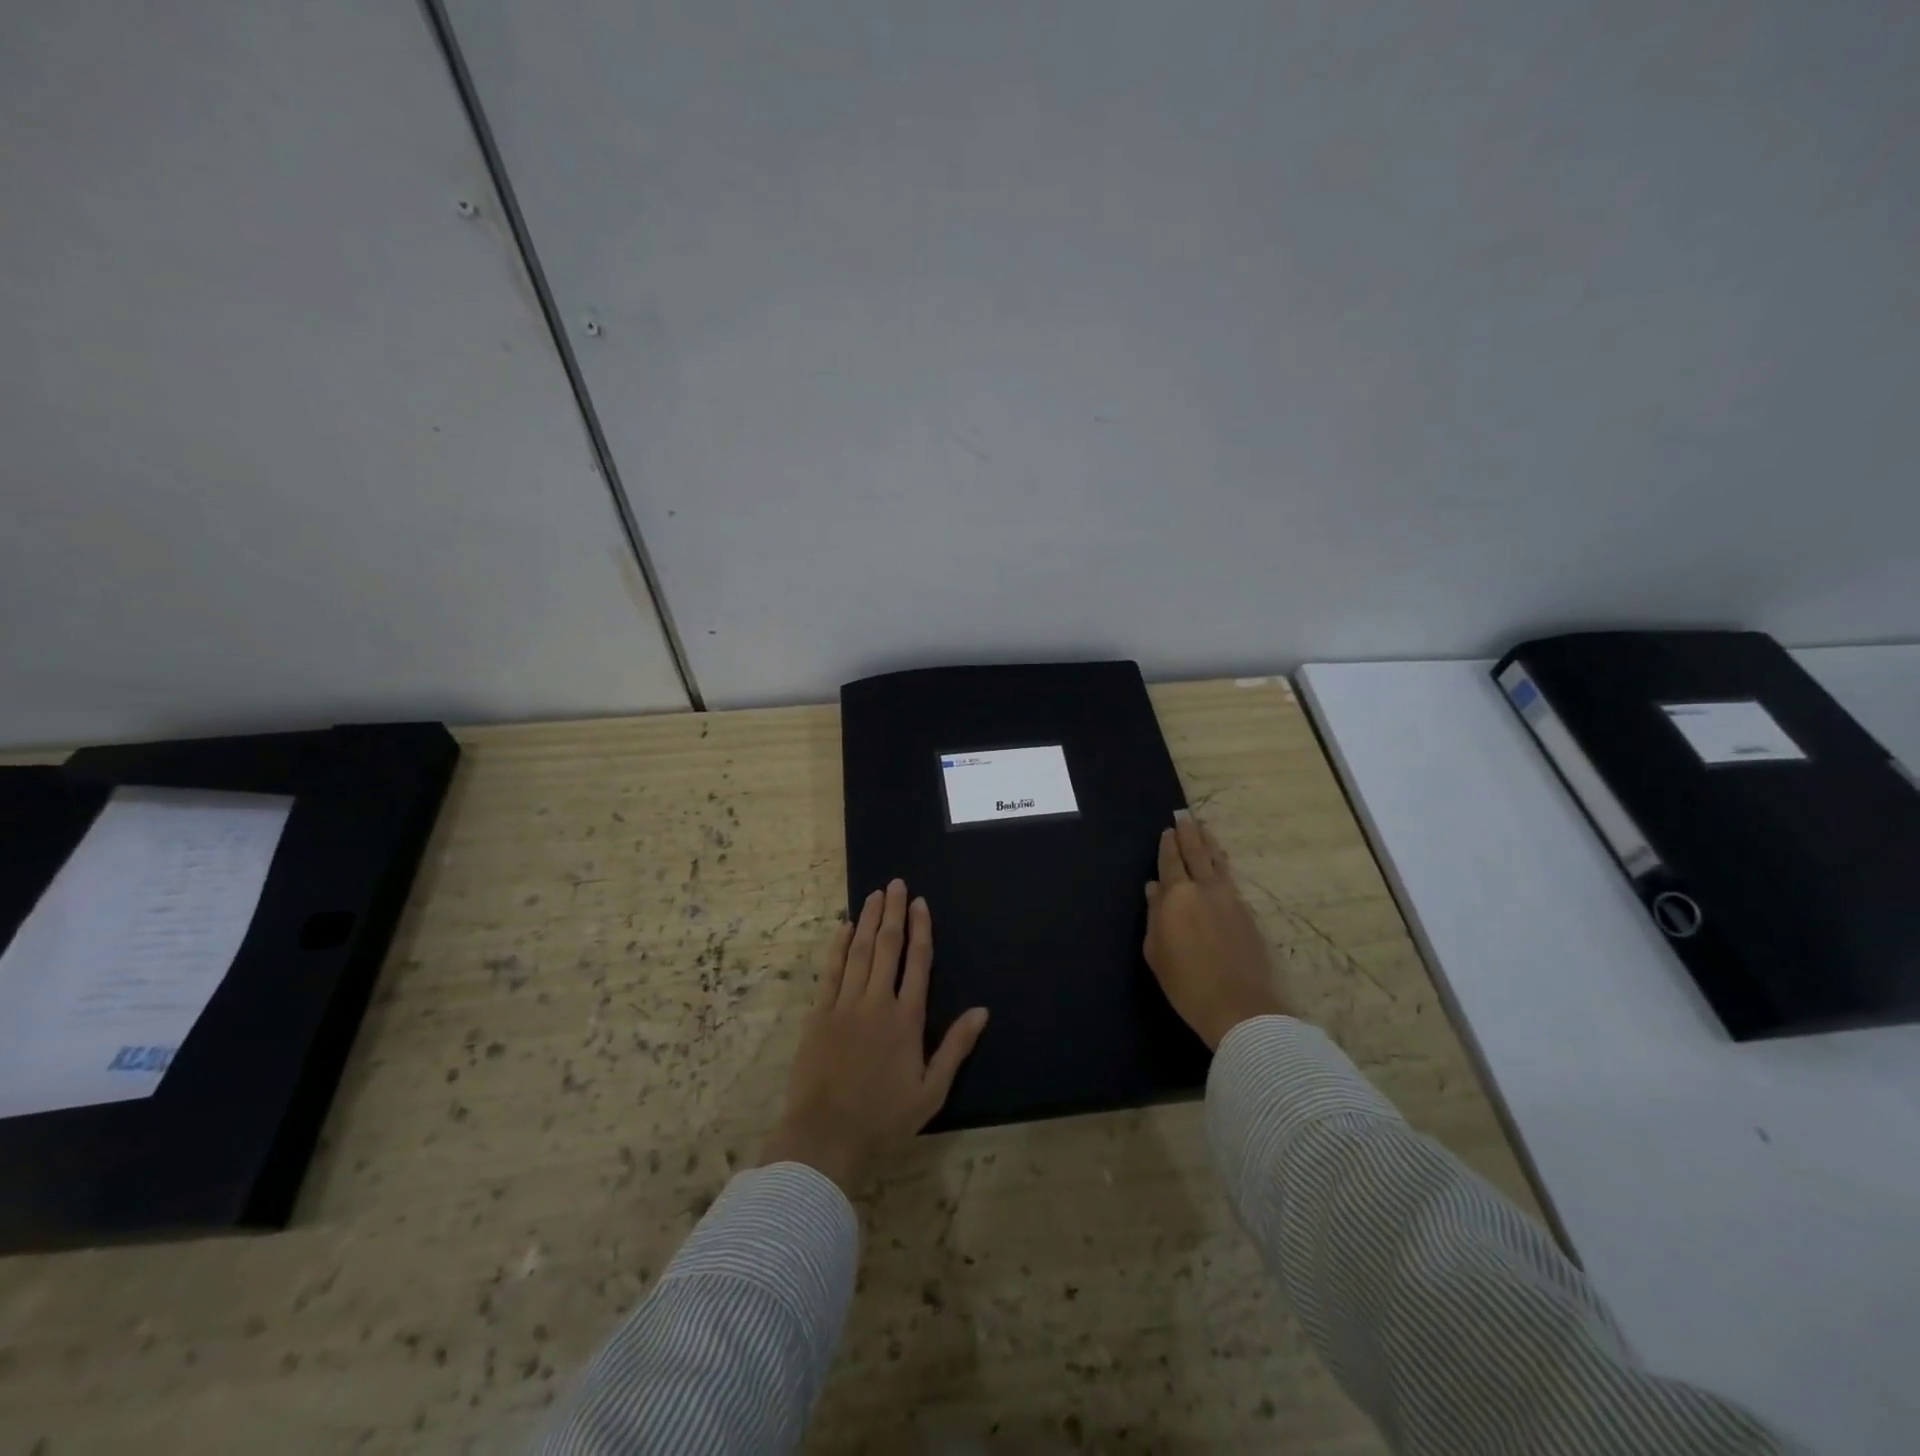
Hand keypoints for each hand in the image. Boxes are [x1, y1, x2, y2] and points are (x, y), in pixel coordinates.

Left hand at [761, 879, 989, 1193]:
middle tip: (896, 884)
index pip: (917, 962)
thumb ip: (956, 1047)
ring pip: (859, 951)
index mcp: (907, 1019)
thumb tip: (982, 1011)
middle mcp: (877, 1002)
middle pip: (887, 946)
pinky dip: (838, 946)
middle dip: (893, 912)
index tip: (920, 903)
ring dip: (867, 920)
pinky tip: (843, 927)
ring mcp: (845, 1005)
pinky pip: (831, 971)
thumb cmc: (884, 1118)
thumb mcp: (931, 1091)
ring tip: (874, 894)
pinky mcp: (819, 1014)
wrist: (827, 1135)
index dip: (920, 929)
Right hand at [1144, 811, 1290, 1048]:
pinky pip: (1230, 880)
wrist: (1239, 1007)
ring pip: (1218, 863)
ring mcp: (1230, 900)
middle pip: (1197, 853)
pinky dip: (1222, 866)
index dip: (1168, 845)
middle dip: (1190, 834)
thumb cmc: (1186, 983)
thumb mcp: (1156, 951)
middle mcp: (1205, 889)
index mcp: (1177, 896)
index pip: (1171, 861)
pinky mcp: (1247, 914)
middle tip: (1186, 816)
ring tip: (1204, 830)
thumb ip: (1155, 915)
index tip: (1167, 830)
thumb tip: (1154, 888)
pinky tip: (1220, 866)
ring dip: (1210, 845)